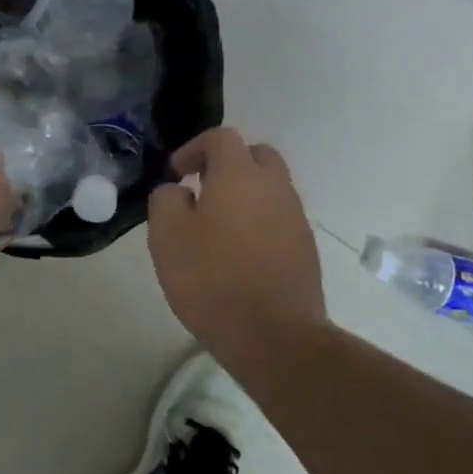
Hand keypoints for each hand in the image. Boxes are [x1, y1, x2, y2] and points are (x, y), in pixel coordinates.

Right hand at [147, 127, 325, 355]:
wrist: (274, 336)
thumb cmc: (212, 279)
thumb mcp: (167, 236)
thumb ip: (166, 200)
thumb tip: (178, 190)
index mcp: (240, 175)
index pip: (221, 137)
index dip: (194, 148)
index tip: (176, 174)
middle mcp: (274, 187)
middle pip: (255, 155)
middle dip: (227, 164)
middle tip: (202, 189)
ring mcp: (295, 217)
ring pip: (270, 187)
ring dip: (244, 194)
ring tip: (217, 225)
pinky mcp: (306, 248)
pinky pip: (279, 217)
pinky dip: (259, 220)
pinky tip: (239, 252)